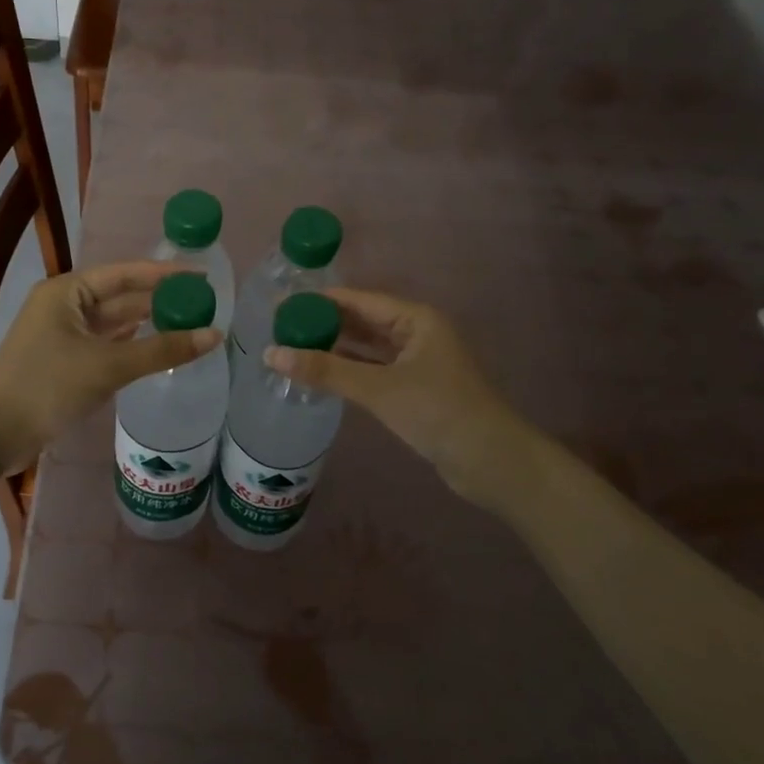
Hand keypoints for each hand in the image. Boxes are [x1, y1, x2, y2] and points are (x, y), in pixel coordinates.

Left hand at [0, 261, 219, 493]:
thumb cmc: (47, 385)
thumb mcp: (108, 365)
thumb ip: (162, 350)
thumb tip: (214, 335)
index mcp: (68, 291)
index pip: (126, 274)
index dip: (165, 274)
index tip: (202, 277)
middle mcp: (64, 306)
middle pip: (121, 297)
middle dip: (159, 301)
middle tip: (203, 306)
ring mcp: (62, 335)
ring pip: (114, 324)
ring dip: (147, 325)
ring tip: (189, 325)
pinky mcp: (63, 363)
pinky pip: (106, 346)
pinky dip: (131, 347)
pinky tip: (156, 349)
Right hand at [264, 288, 528, 505]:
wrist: (492, 463)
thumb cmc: (438, 412)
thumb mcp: (378, 388)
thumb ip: (325, 370)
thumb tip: (271, 353)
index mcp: (416, 319)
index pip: (358, 300)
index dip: (319, 301)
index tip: (282, 305)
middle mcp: (417, 334)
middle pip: (362, 321)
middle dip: (324, 324)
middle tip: (279, 328)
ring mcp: (417, 363)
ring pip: (367, 348)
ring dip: (335, 348)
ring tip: (292, 348)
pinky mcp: (415, 390)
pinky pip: (374, 371)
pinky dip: (349, 371)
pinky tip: (321, 375)